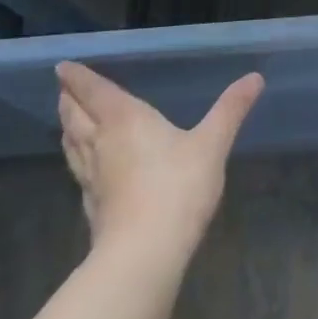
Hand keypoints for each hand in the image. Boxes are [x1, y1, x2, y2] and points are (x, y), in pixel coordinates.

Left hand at [55, 62, 263, 255]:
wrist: (145, 252)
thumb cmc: (178, 187)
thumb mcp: (212, 144)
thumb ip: (230, 110)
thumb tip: (255, 77)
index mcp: (125, 120)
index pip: (95, 92)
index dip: (78, 78)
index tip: (63, 66)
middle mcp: (101, 143)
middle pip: (76, 116)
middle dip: (70, 100)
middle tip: (64, 88)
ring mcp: (92, 177)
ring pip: (72, 143)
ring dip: (68, 127)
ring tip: (68, 119)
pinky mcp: (92, 205)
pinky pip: (78, 170)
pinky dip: (76, 157)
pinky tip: (84, 166)